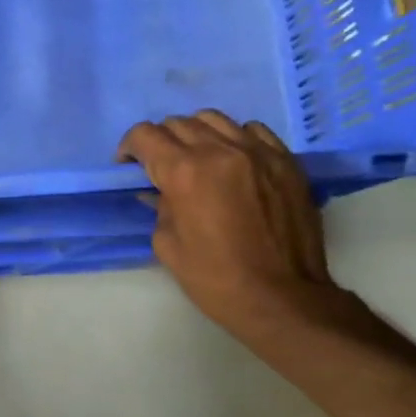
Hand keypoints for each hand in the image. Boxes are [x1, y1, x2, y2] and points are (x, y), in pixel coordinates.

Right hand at [117, 111, 339, 338]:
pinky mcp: (285, 161)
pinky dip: (234, 138)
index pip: (145, 135)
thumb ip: (160, 207)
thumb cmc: (214, 277)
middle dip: (161, 141)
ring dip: (196, 133)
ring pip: (215, 119)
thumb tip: (160, 192)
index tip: (129, 165)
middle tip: (160, 166)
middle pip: (178, 123)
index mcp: (184, 172)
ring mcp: (258, 152)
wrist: (281, 297)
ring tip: (196, 157)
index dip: (130, 147)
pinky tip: (233, 160)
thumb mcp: (166, 244)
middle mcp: (220, 151)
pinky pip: (253, 130)